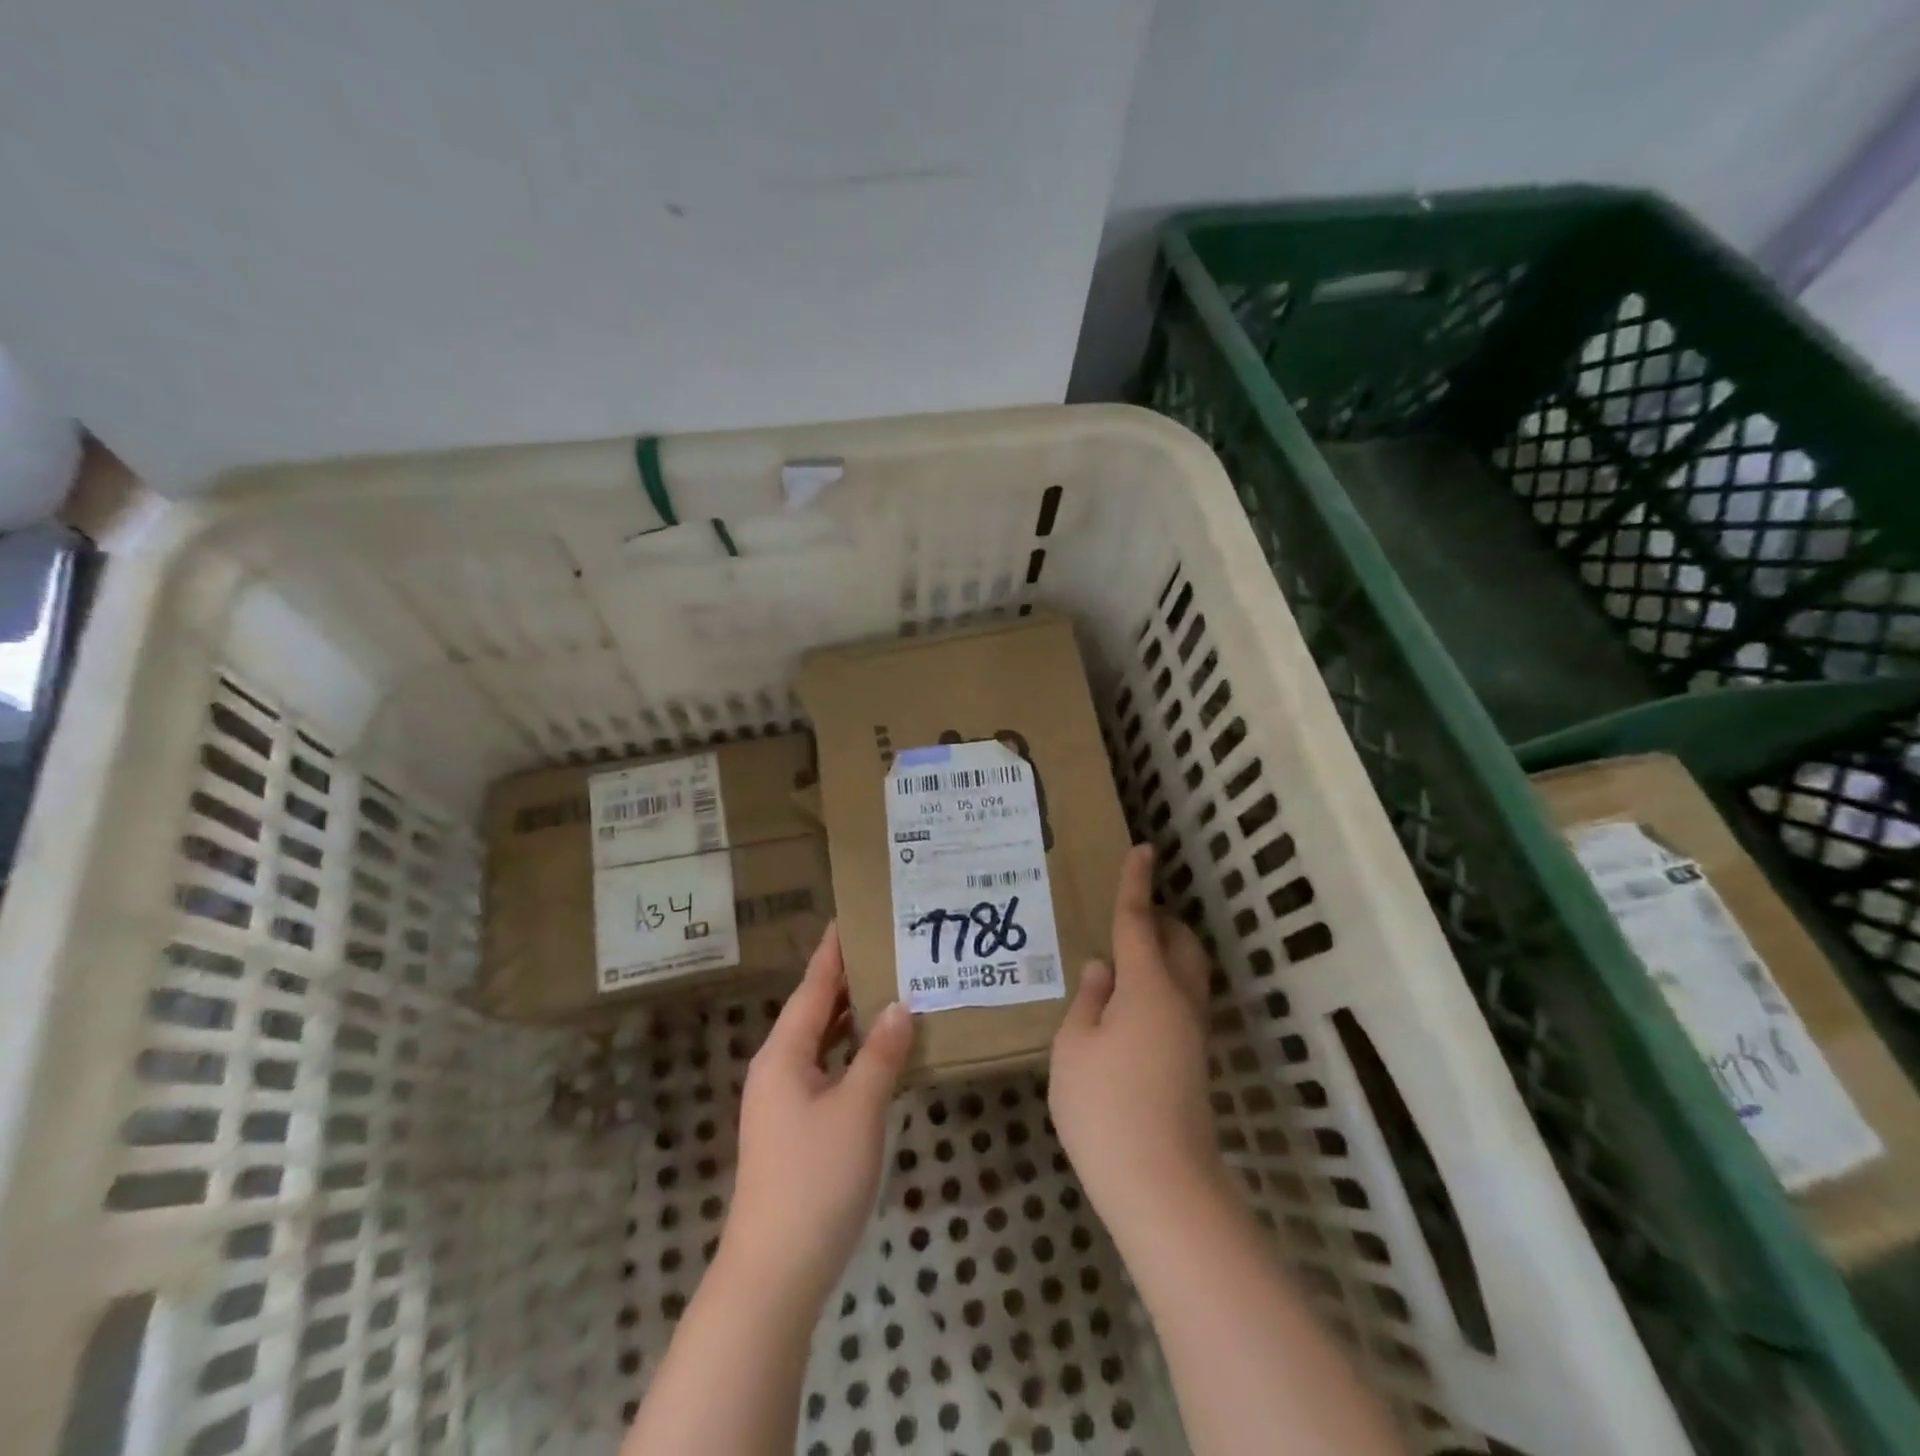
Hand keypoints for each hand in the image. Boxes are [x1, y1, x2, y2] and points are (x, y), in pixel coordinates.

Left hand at [722, 922, 913, 1308]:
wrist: (775, 1271)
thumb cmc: (816, 1178)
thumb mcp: (858, 1109)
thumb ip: (880, 1053)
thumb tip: (899, 1005)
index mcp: (783, 1054)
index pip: (813, 988)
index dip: (832, 952)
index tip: (849, 917)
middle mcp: (778, 1069)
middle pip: (814, 1011)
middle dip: (846, 979)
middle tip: (885, 947)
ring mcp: (783, 1102)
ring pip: (820, 1043)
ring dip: (849, 1016)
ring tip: (887, 986)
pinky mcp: (794, 1129)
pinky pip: (824, 1070)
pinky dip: (849, 1052)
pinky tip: (876, 1051)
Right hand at [1050, 844, 1219, 1231]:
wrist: (1162, 1186)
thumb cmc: (1105, 1108)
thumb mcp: (1073, 1048)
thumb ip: (1088, 1001)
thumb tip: (1103, 971)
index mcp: (1146, 985)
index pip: (1139, 920)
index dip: (1137, 883)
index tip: (1144, 849)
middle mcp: (1179, 1000)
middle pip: (1181, 942)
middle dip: (1160, 919)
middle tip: (1128, 916)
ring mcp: (1193, 1032)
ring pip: (1188, 972)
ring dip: (1166, 951)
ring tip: (1127, 957)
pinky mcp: (1195, 1060)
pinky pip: (1182, 1000)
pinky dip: (1164, 983)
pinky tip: (1131, 1005)